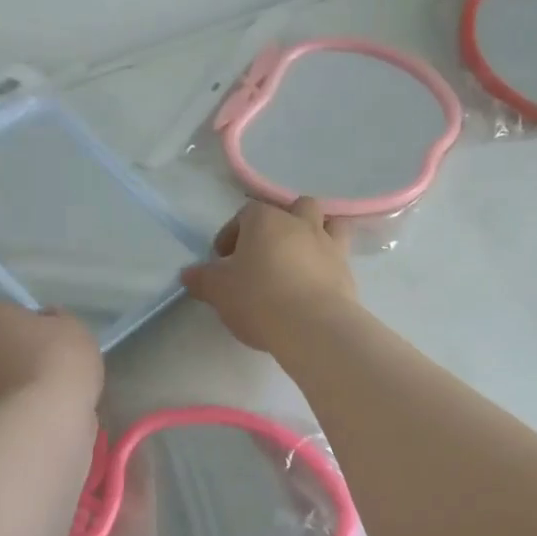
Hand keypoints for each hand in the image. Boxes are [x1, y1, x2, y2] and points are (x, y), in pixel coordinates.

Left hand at [0, 301, 102, 411]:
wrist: (49, 417)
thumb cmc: (58, 358)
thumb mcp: (72, 324)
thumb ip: (57, 319)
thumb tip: (47, 324)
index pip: (0, 310)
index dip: (26, 318)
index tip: (49, 330)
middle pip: (0, 342)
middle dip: (23, 349)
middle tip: (56, 357)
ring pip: (7, 372)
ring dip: (27, 377)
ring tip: (60, 385)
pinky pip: (16, 398)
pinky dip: (31, 400)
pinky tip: (55, 405)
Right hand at [181, 199, 357, 353]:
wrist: (312, 326)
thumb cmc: (258, 298)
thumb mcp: (218, 291)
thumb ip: (201, 279)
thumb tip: (188, 274)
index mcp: (266, 219)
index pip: (245, 215)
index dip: (231, 235)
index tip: (223, 260)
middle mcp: (301, 223)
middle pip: (293, 209)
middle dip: (280, 225)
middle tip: (265, 254)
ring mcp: (329, 245)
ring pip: (327, 224)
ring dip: (314, 235)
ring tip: (299, 261)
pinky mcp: (347, 271)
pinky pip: (338, 257)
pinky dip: (327, 266)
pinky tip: (315, 287)